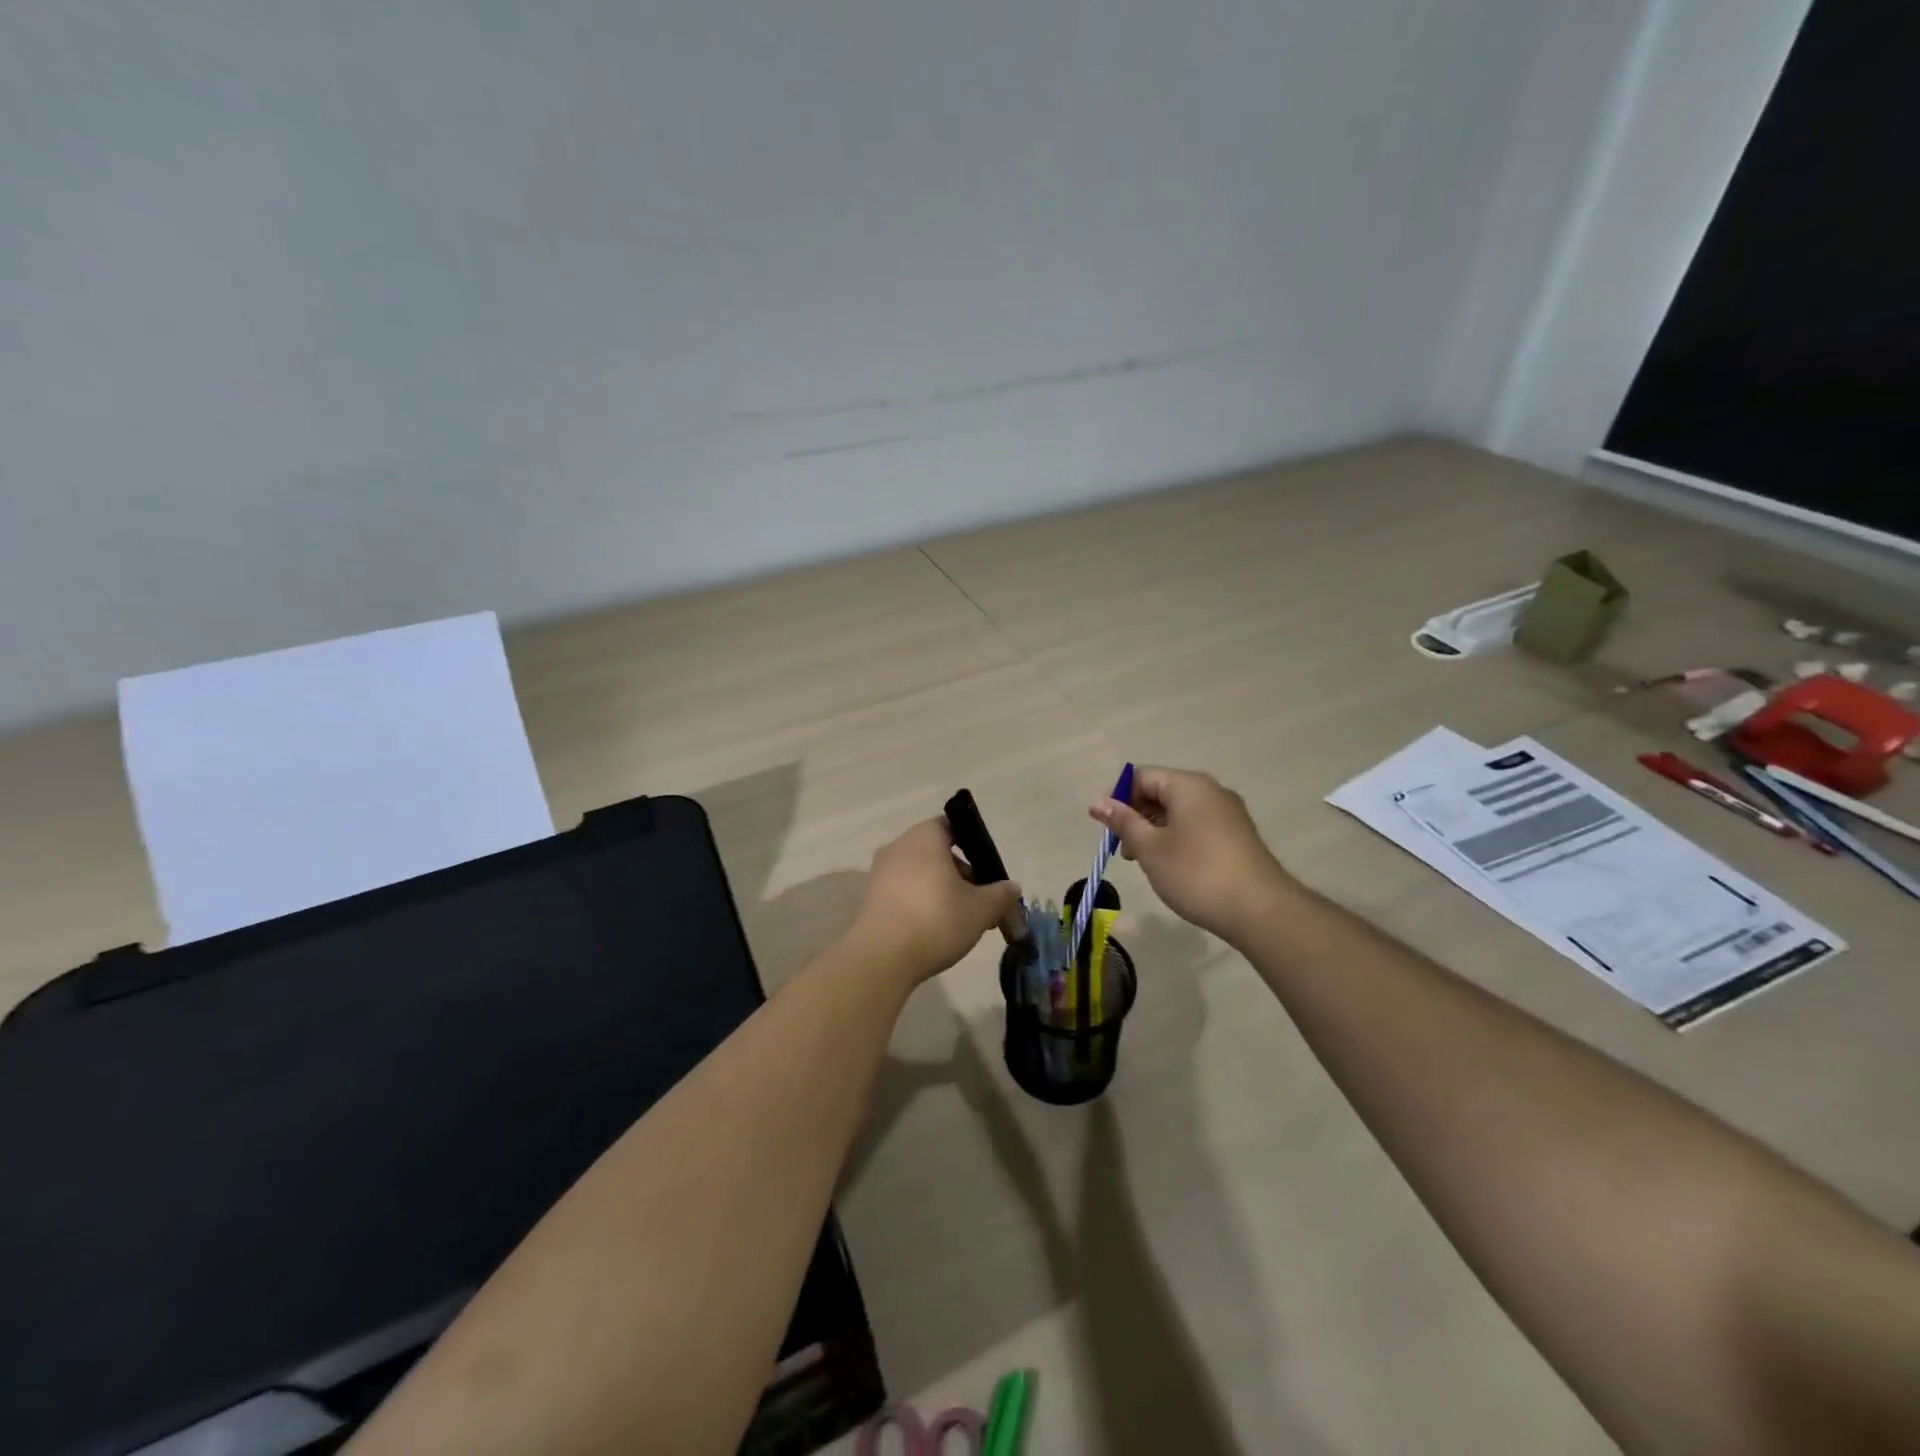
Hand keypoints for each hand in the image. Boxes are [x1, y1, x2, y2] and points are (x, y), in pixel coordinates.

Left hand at [850, 819, 1022, 986]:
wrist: (882, 957)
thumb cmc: (937, 919)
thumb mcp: (981, 909)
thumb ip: (1001, 894)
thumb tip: (1012, 888)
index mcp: (925, 836)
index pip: (952, 826)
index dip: (973, 845)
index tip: (987, 872)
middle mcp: (899, 846)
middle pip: (936, 852)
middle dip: (960, 874)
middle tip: (979, 902)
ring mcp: (880, 872)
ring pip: (920, 873)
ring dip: (941, 890)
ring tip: (960, 921)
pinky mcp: (870, 898)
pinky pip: (903, 892)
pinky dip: (920, 903)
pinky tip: (933, 931)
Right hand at [1090, 766, 1291, 941]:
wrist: (1260, 910)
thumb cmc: (1196, 873)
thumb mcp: (1150, 848)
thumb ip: (1123, 821)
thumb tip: (1098, 803)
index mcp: (1188, 785)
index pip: (1142, 776)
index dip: (1117, 797)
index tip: (1105, 827)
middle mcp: (1210, 791)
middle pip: (1161, 791)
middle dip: (1136, 816)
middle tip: (1124, 849)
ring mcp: (1227, 813)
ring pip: (1179, 810)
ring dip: (1154, 830)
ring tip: (1145, 862)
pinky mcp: (1237, 835)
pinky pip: (1197, 825)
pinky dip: (1177, 838)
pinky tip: (1172, 866)